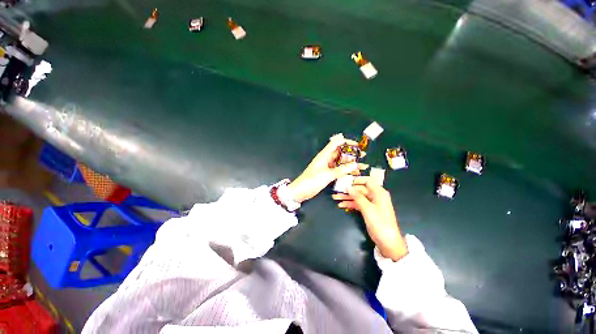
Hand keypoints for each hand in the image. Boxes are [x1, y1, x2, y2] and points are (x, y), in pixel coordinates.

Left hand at [287, 134, 368, 202]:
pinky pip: (339, 170)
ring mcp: (327, 167)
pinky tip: (354, 173)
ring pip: (341, 162)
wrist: (301, 191)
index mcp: (324, 155)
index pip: (336, 143)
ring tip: (362, 165)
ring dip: (351, 163)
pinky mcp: (328, 174)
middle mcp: (326, 159)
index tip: (357, 145)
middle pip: (340, 153)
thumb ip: (341, 170)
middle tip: (363, 155)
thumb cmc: (312, 180)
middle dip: (352, 153)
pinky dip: (346, 171)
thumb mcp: (327, 174)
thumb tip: (355, 164)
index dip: (346, 142)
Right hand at [332, 176, 407, 260]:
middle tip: (336, 190)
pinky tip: (341, 205)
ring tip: (335, 197)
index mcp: (379, 193)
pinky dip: (350, 204)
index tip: (346, 181)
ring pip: (357, 197)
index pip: (368, 181)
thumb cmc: (380, 224)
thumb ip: (358, 197)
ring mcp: (371, 203)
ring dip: (347, 197)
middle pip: (360, 189)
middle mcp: (375, 196)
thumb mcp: (368, 209)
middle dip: (348, 190)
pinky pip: (357, 204)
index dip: (357, 180)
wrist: (387, 242)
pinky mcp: (368, 210)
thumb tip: (348, 187)